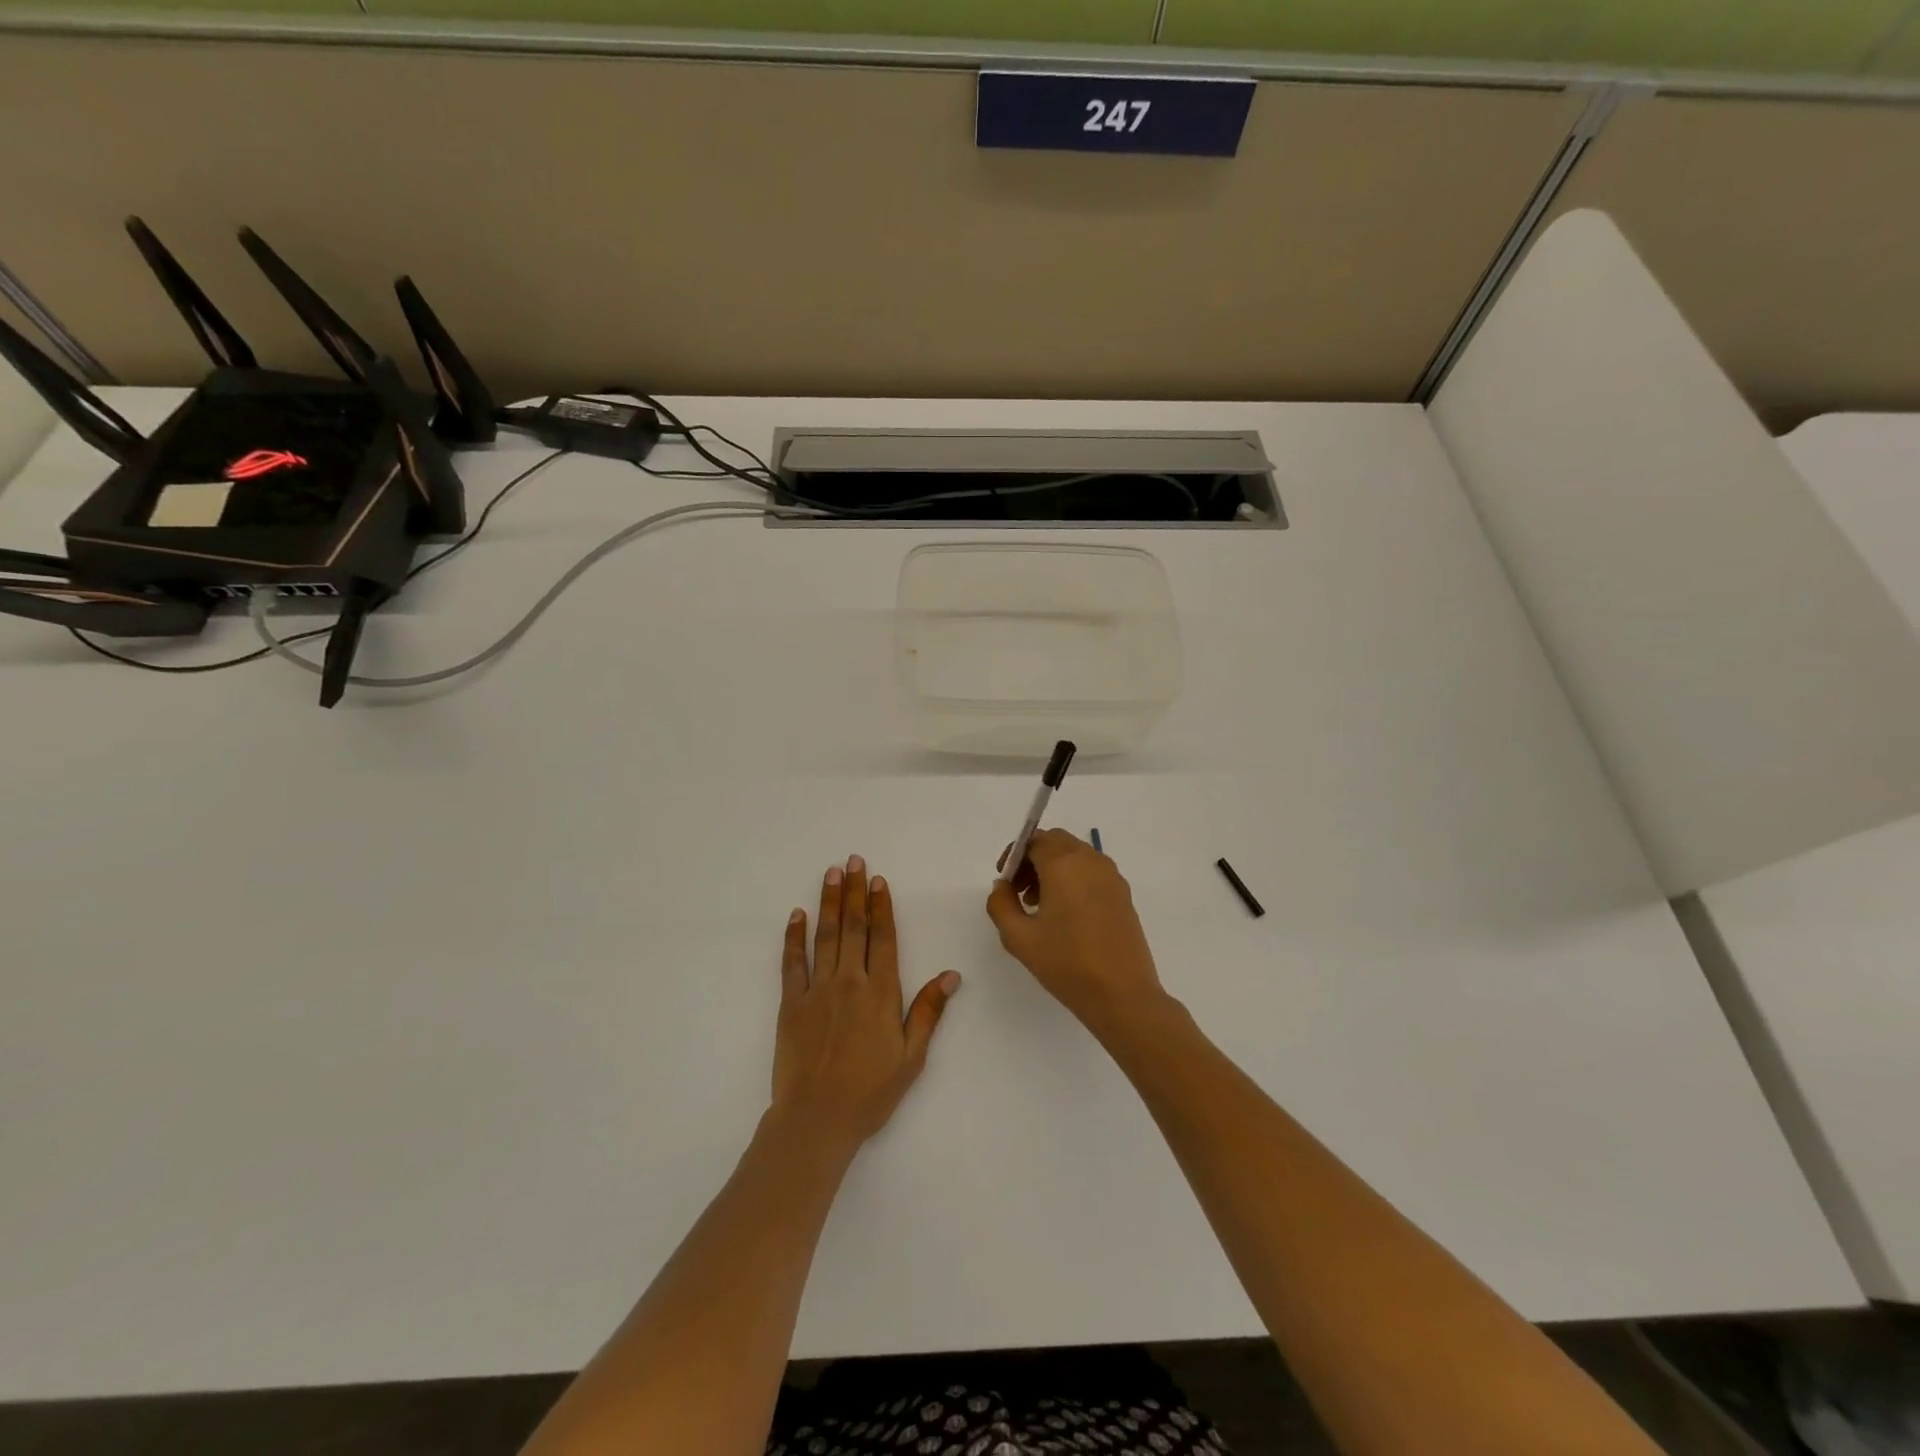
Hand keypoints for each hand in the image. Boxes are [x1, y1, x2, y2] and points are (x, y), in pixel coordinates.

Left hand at [772, 855, 960, 1153]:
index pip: (883, 938)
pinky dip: (794, 937)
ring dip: (829, 902)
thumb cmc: (870, 1092)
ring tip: (830, 873)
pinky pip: (793, 963)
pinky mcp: (791, 1004)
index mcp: (881, 993)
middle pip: (854, 927)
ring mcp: (817, 990)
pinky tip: (797, 915)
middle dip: (854, 891)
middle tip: (852, 860)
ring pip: (825, 936)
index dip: (881, 906)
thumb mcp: (911, 1057)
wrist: (817, 1120)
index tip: (877, 879)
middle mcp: (849, 982)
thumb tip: (951, 975)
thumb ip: (928, 1012)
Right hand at [986, 829, 1166, 1036]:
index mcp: (1064, 864)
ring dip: (1053, 869)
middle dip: (1033, 859)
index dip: (1014, 855)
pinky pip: (1092, 871)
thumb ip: (1001, 904)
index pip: (1034, 840)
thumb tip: (1003, 886)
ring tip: (1041, 907)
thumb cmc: (1067, 964)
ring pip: (1075, 855)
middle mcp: (1090, 860)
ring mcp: (1111, 876)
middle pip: (1056, 842)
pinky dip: (1074, 879)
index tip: (1005, 883)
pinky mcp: (1123, 893)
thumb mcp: (1019, 938)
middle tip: (1020, 892)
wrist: (1122, 995)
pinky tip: (1066, 916)